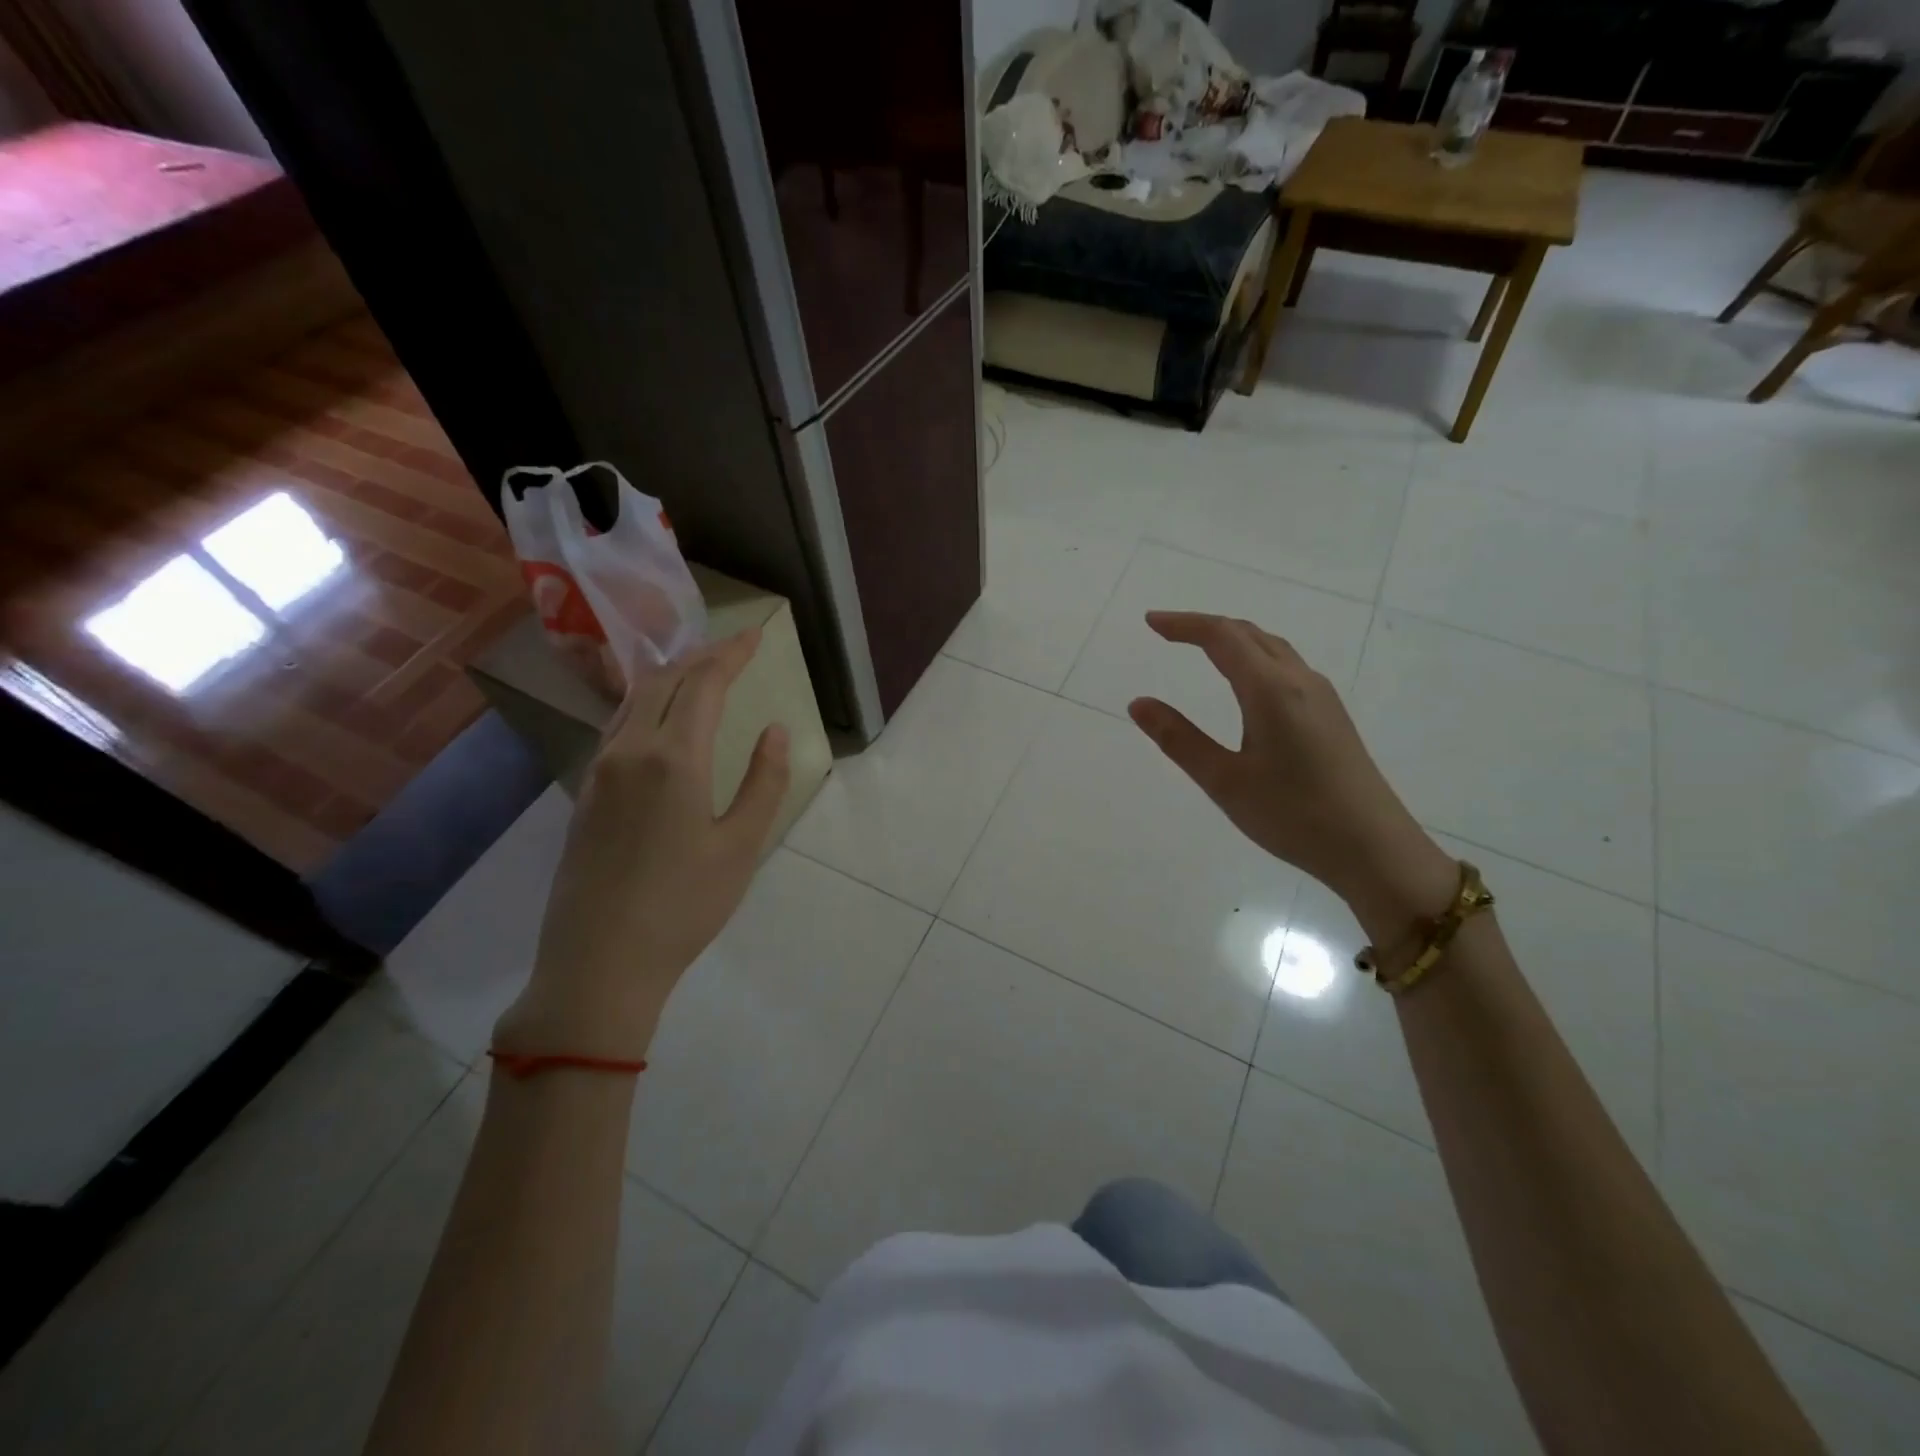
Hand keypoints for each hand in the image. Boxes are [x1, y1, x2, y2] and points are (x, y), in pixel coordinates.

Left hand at [495, 629, 789, 1061]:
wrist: (598, 962)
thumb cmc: (683, 907)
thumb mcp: (741, 847)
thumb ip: (763, 782)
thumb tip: (774, 730)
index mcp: (674, 759)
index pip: (704, 684)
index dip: (732, 653)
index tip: (757, 635)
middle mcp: (630, 751)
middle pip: (665, 681)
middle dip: (702, 657)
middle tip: (734, 648)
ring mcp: (600, 771)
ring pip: (635, 700)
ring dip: (671, 676)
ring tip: (700, 672)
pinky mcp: (585, 793)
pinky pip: (618, 726)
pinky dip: (648, 704)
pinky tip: (661, 718)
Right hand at [1128, 612, 1454, 942]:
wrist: (1375, 849)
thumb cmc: (1294, 816)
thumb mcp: (1225, 781)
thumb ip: (1179, 739)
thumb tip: (1138, 703)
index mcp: (1271, 690)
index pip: (1222, 637)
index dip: (1184, 624)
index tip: (1150, 623)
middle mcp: (1300, 681)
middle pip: (1249, 634)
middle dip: (1205, 626)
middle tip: (1167, 632)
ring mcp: (1322, 697)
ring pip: (1272, 648)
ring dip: (1233, 639)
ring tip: (1201, 648)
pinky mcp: (1332, 716)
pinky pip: (1287, 667)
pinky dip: (1255, 657)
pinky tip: (1246, 683)